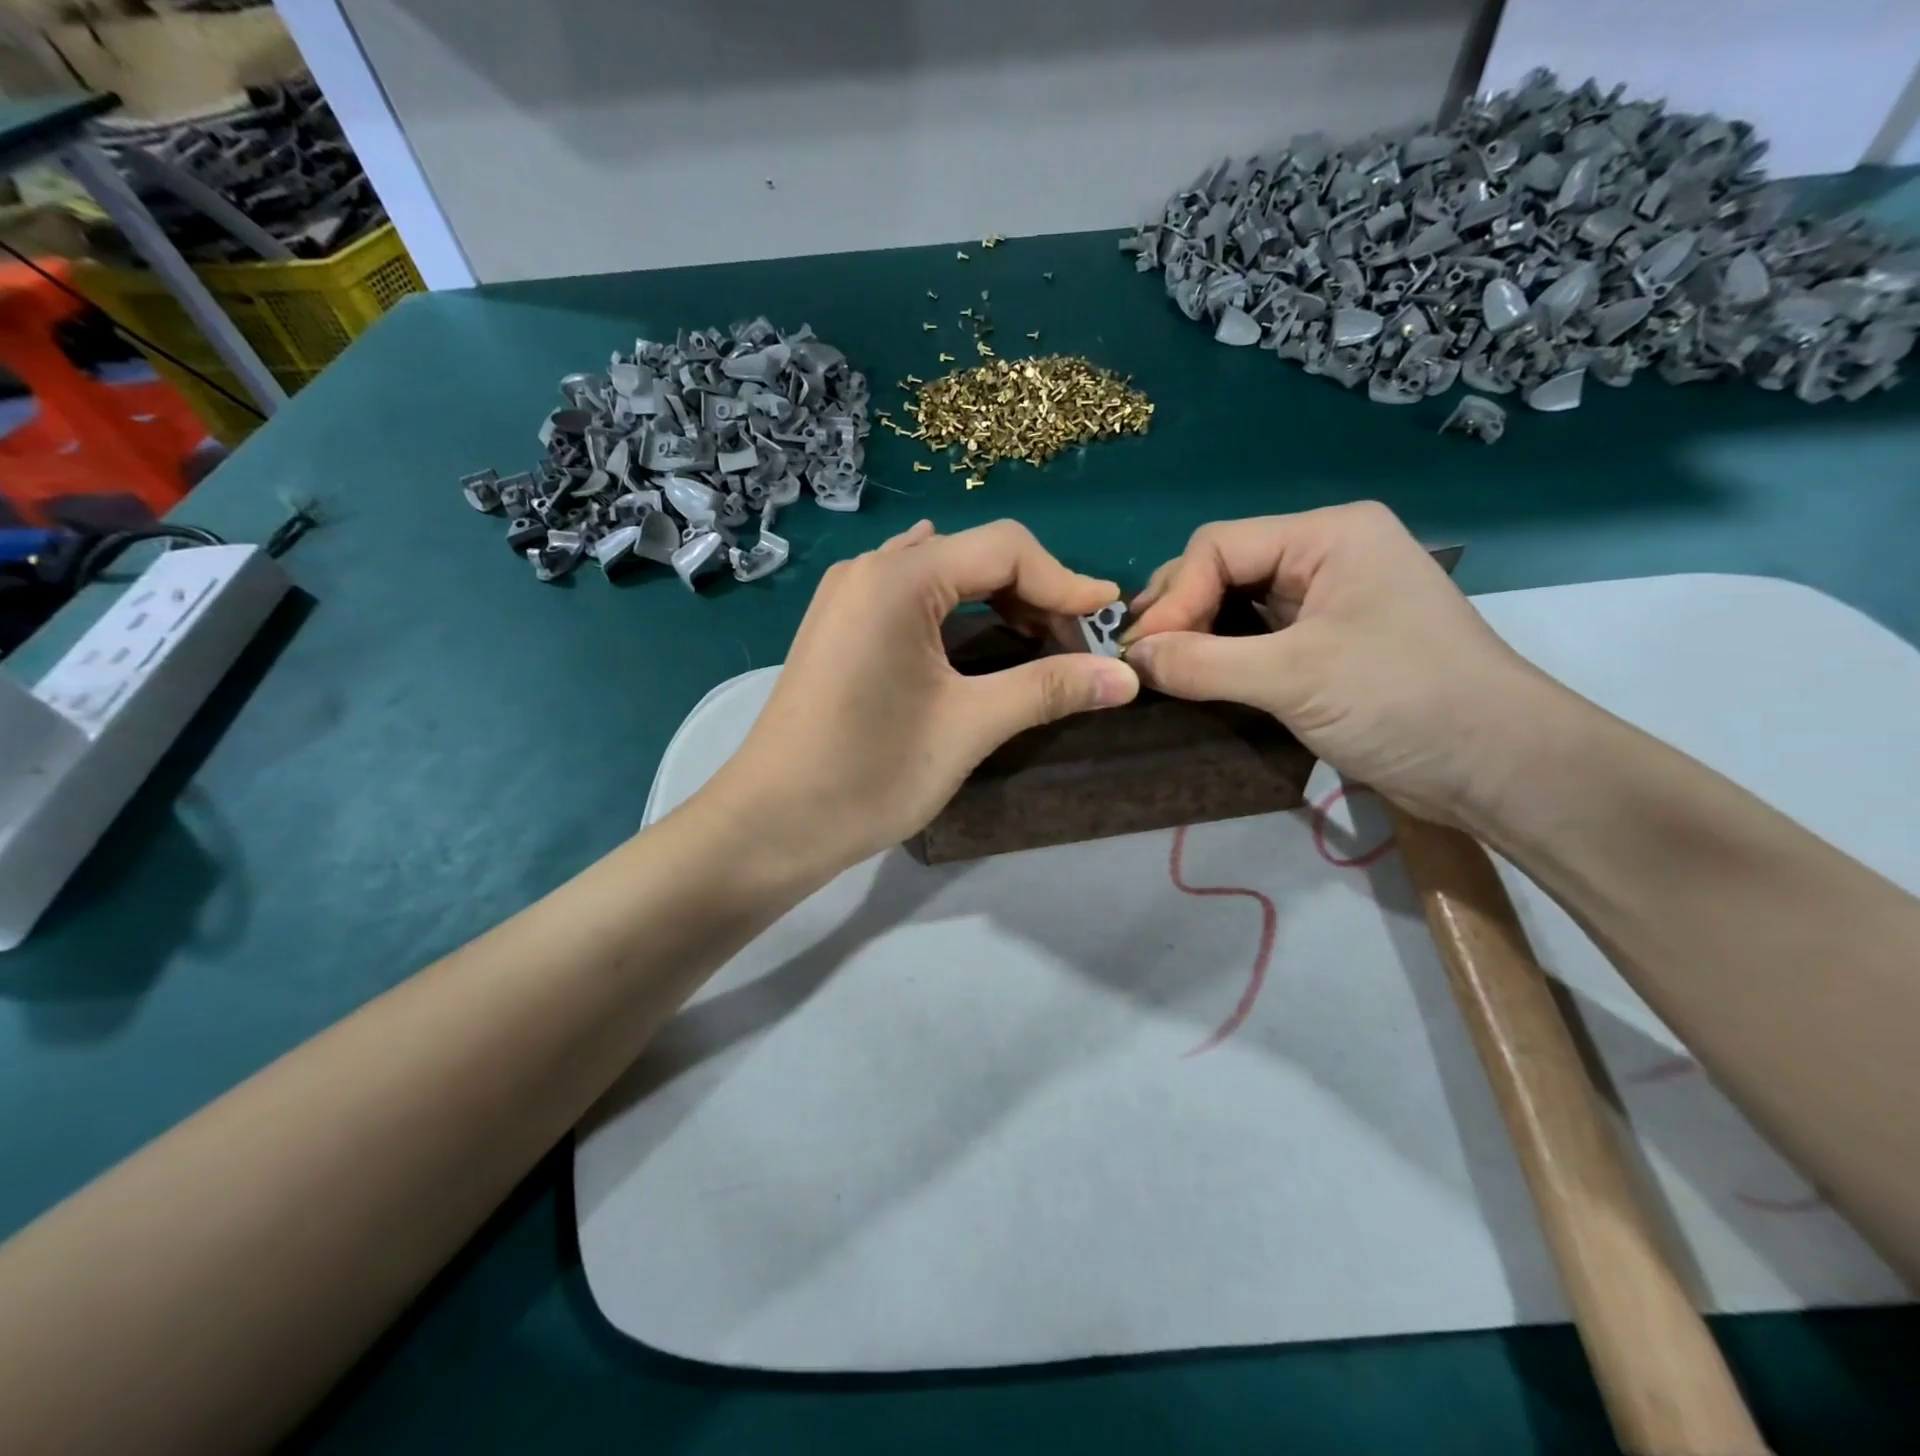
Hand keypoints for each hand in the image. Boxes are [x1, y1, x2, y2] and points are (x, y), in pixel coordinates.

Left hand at [706, 519, 1138, 874]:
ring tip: (1037, 645)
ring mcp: (848, 596)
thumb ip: (1049, 689)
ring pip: (944, 575)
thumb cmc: (869, 773)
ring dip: (998, 602)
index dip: (1066, 580)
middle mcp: (870, 569)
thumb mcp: (969, 727)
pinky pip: (913, 596)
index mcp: (900, 577)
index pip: (1006, 548)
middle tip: (1074, 647)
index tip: (1109, 620)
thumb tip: (1127, 678)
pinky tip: (976, 634)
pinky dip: (958, 611)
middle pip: (975, 555)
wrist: (770, 824)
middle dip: (1034, 594)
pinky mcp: (840, 625)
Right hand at [1124, 502, 1556, 824]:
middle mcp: (1326, 554)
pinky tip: (1193, 677)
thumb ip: (1203, 663)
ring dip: (1194, 634)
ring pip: (1236, 602)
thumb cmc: (1403, 701)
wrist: (1497, 768)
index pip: (1220, 546)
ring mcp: (1327, 599)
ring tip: (1157, 669)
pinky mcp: (1326, 643)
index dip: (1173, 596)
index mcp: (1329, 535)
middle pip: (1224, 568)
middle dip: (1179, 611)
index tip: (1140, 652)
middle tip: (1140, 660)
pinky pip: (1255, 635)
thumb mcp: (1295, 677)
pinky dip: (1220, 654)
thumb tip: (1129, 660)